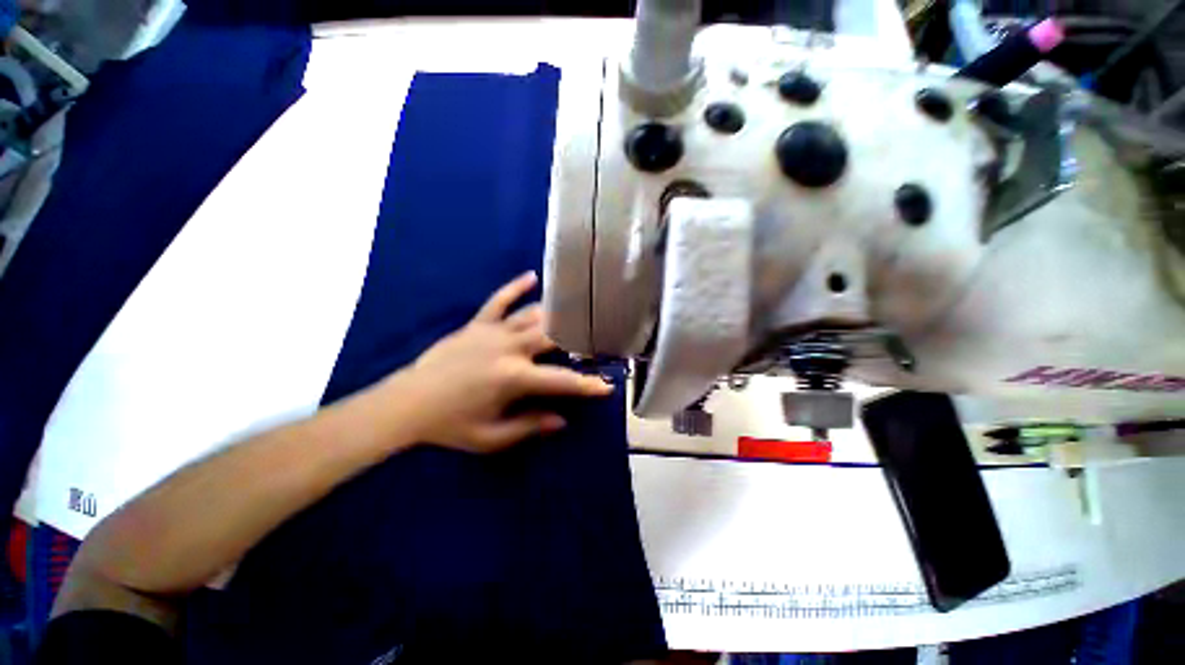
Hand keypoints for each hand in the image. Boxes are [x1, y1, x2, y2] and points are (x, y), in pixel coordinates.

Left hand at [391, 271, 612, 452]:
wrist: (407, 404)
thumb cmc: (450, 425)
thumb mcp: (491, 437)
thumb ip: (529, 426)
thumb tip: (561, 420)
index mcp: (513, 378)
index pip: (560, 381)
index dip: (586, 385)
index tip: (606, 385)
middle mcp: (509, 349)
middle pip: (553, 337)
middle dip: (578, 337)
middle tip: (597, 337)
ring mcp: (493, 332)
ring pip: (532, 316)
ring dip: (557, 313)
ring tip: (578, 308)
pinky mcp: (477, 324)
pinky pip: (499, 300)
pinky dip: (516, 287)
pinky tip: (532, 276)